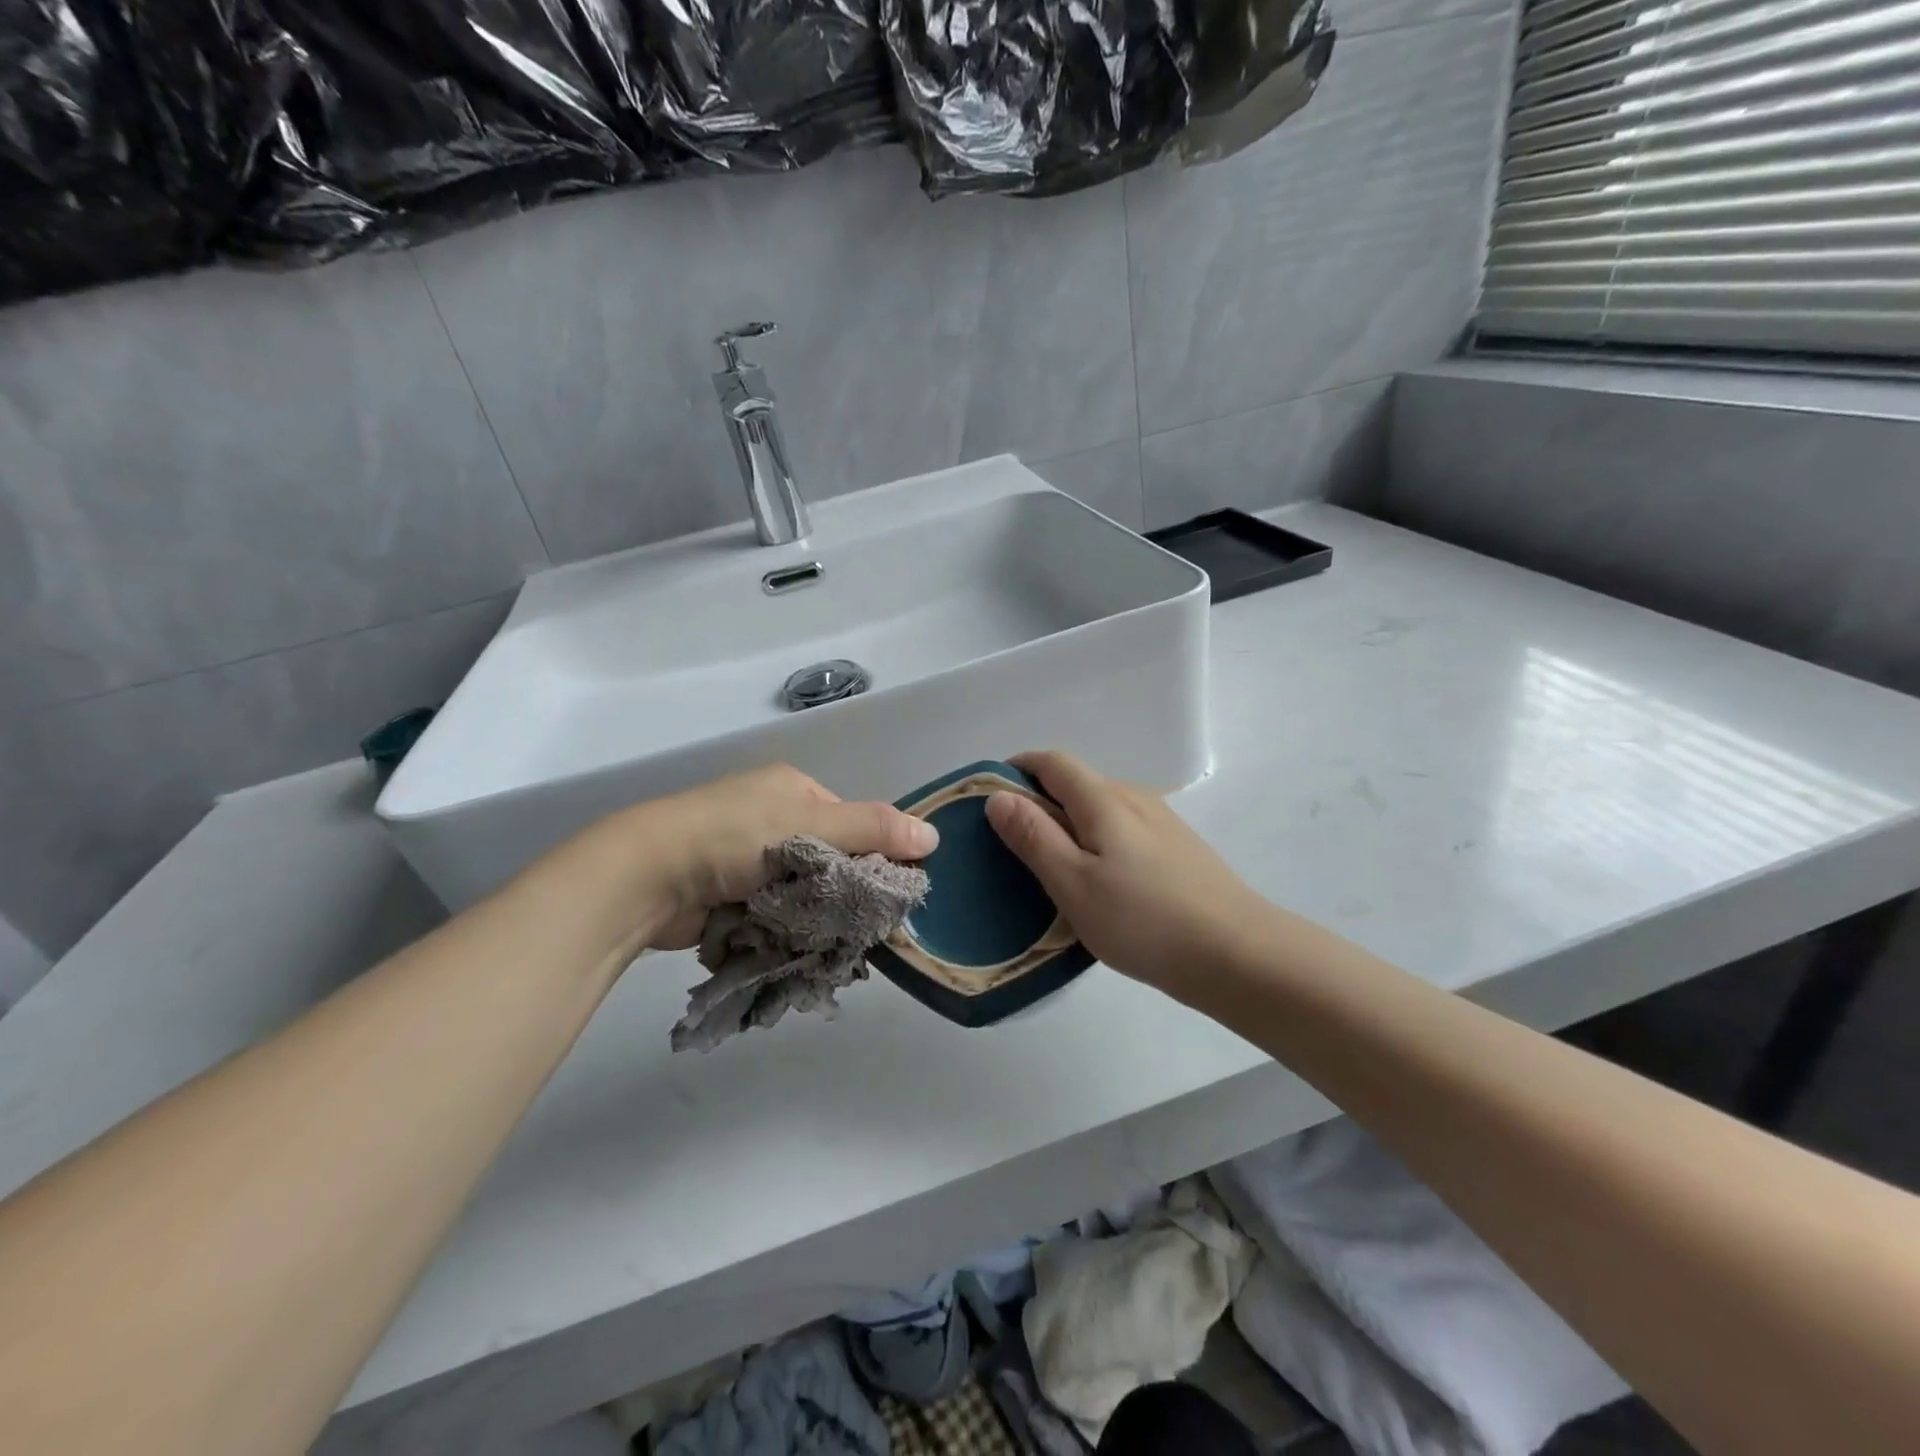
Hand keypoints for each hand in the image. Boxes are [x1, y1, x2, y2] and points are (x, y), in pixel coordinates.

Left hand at [617, 764, 937, 949]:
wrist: (649, 875)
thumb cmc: (735, 837)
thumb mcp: (812, 825)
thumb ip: (872, 829)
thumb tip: (934, 835)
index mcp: (792, 788)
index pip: (850, 821)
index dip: (871, 853)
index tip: (881, 891)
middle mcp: (769, 816)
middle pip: (826, 857)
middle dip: (838, 891)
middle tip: (852, 922)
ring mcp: (743, 856)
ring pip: (799, 889)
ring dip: (810, 914)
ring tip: (824, 941)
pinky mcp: (725, 892)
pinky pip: (772, 911)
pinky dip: (782, 927)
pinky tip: (792, 946)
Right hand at [985, 751, 1271, 1001]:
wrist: (1237, 954)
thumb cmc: (1144, 920)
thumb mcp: (1073, 883)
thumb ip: (1034, 837)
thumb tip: (999, 796)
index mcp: (1104, 799)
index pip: (1052, 761)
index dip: (1016, 768)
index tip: (988, 796)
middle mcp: (1134, 797)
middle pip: (1076, 782)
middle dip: (1037, 799)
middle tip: (1010, 842)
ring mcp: (1160, 822)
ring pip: (1100, 807)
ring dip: (1067, 822)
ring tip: (1049, 866)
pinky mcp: (1176, 848)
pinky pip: (1121, 829)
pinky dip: (1095, 840)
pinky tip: (1097, 882)